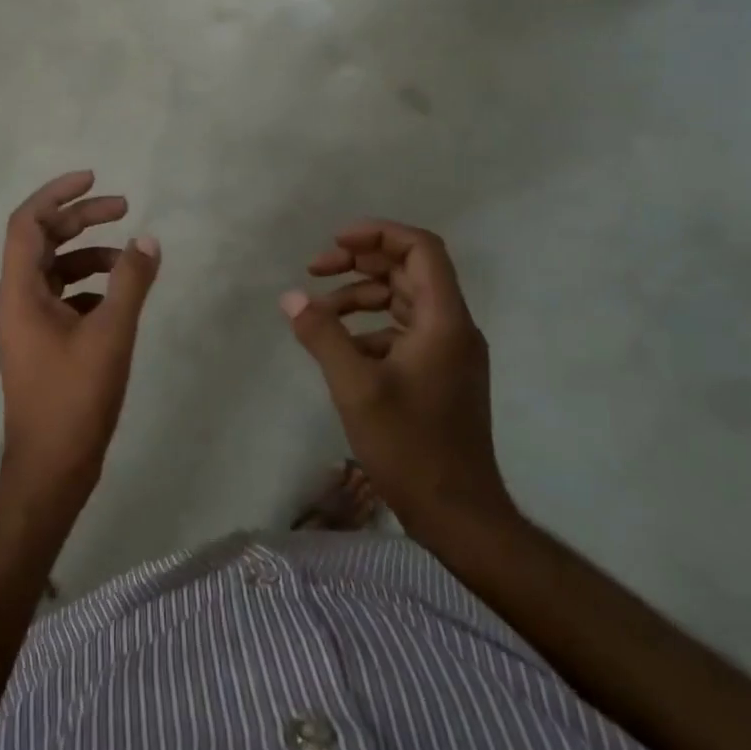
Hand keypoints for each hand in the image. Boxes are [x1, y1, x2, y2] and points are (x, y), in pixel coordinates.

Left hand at [0, 171, 160, 511]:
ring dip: (88, 255)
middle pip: (43, 242)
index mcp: (20, 293)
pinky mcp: (42, 345)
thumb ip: (130, 283)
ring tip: (128, 258)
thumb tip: (147, 240)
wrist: (51, 469)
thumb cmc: (75, 399)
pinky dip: (89, 287)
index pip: (27, 223)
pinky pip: (62, 299)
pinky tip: (118, 299)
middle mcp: (17, 302)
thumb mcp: (110, 335)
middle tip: (124, 207)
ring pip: (54, 271)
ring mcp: (28, 325)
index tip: (94, 178)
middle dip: (81, 219)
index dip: (57, 193)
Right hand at [281, 220, 515, 537]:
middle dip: (360, 262)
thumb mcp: (356, 387)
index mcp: (444, 320)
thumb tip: (290, 297)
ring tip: (318, 312)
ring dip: (360, 296)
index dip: (378, 234)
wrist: (459, 515)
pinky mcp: (440, 375)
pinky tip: (339, 348)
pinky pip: (403, 331)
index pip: (420, 249)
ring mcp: (449, 353)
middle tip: (315, 270)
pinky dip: (369, 327)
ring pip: (403, 301)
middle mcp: (453, 327)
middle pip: (409, 270)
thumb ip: (322, 335)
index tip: (335, 242)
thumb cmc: (410, 446)